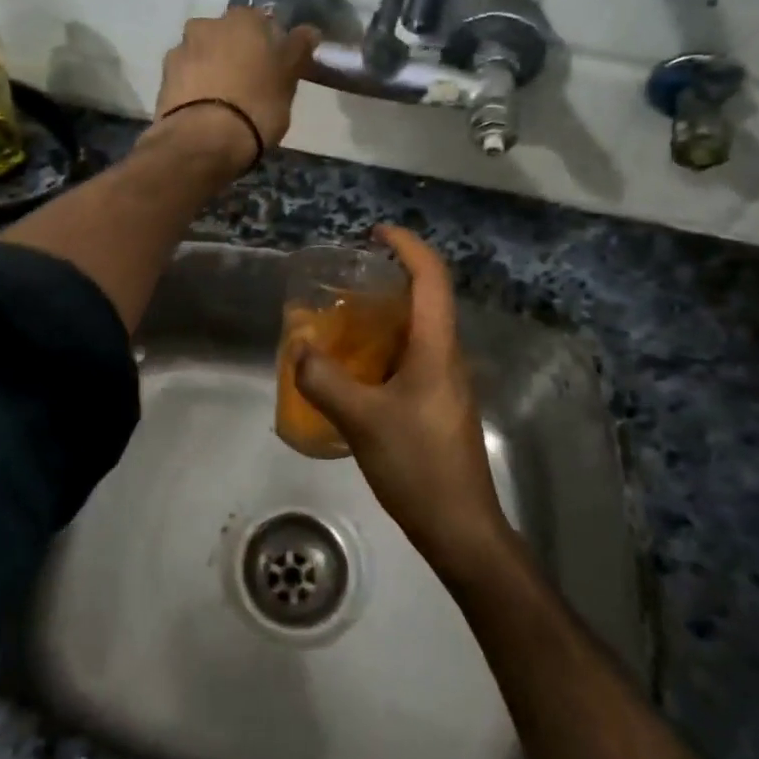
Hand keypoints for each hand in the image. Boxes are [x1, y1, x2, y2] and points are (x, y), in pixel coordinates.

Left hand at [151, 8, 318, 156]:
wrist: (202, 141)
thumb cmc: (256, 105)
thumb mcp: (289, 79)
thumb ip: (297, 50)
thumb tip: (308, 31)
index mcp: (242, 19)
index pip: (262, 22)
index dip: (270, 44)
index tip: (275, 67)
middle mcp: (206, 25)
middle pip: (228, 36)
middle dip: (237, 54)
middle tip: (251, 84)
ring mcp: (180, 51)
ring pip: (204, 55)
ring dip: (213, 70)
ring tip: (225, 101)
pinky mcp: (163, 80)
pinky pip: (187, 78)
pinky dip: (196, 88)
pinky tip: (205, 110)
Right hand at [290, 225, 512, 580]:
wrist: (459, 527)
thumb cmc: (417, 465)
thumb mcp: (361, 420)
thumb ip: (324, 380)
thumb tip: (298, 349)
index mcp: (436, 347)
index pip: (431, 277)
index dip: (408, 245)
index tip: (375, 232)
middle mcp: (447, 356)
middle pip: (426, 299)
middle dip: (389, 279)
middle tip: (345, 281)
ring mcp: (445, 382)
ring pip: (416, 331)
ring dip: (384, 317)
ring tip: (340, 321)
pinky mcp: (438, 404)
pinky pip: (410, 359)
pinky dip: (382, 350)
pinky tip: (352, 370)